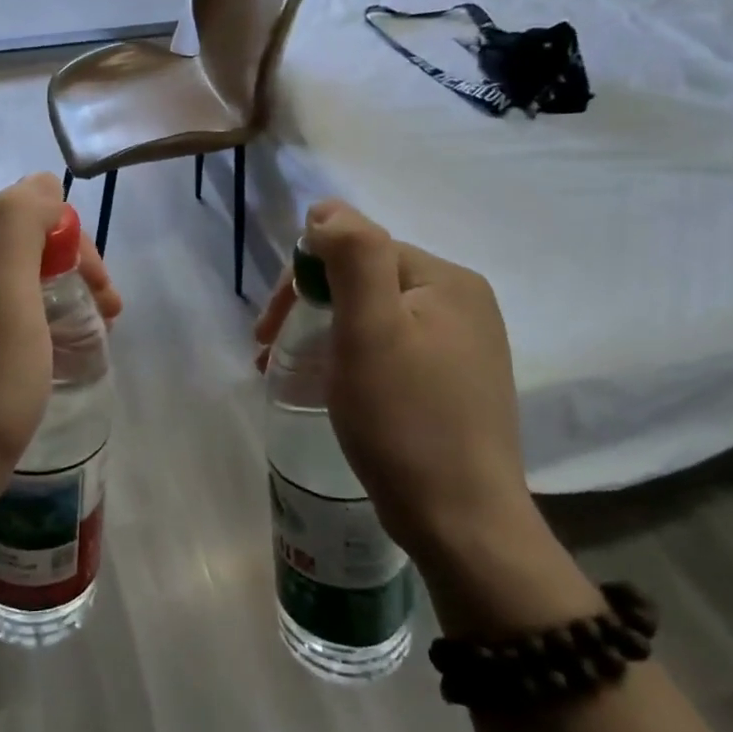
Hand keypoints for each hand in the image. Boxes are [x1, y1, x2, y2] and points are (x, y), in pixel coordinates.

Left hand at [0, 174, 120, 518]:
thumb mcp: (4, 288)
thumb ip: (20, 220)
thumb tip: (42, 180)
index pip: (14, 221)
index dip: (68, 245)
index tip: (103, 289)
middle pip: (9, 254)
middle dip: (65, 274)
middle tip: (108, 313)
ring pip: (5, 291)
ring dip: (54, 301)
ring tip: (91, 335)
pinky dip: (30, 328)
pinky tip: (52, 353)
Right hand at [255, 200, 533, 567]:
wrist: (462, 523)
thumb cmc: (406, 420)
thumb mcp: (371, 329)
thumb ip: (353, 255)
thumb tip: (326, 208)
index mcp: (448, 281)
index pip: (359, 252)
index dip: (304, 282)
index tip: (267, 330)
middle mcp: (464, 303)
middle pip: (368, 283)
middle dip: (312, 310)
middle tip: (271, 355)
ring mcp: (465, 346)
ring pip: (377, 319)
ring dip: (328, 337)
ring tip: (295, 376)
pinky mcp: (457, 384)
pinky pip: (395, 351)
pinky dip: (356, 360)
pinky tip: (341, 391)